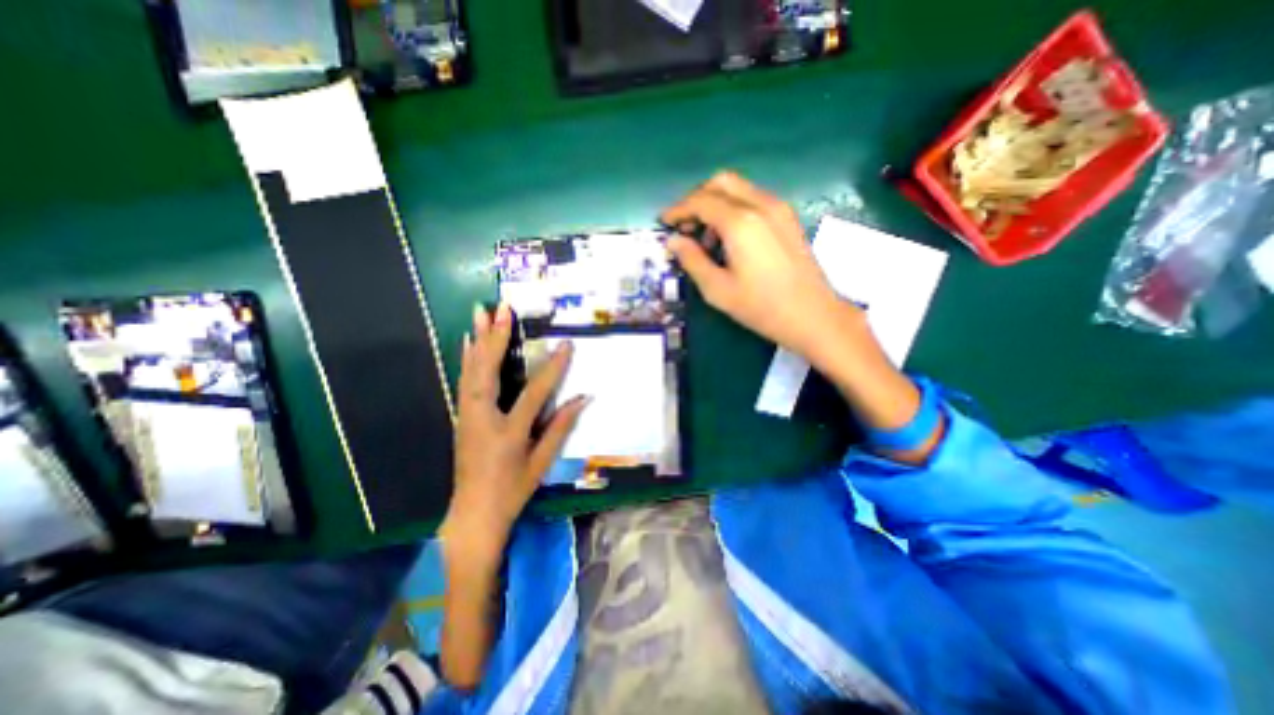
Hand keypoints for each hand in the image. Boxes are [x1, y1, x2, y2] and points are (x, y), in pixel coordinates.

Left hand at [442, 304, 590, 554]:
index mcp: (508, 433)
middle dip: (496, 337)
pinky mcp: (461, 416)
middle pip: (488, 372)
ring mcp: (466, 416)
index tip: (566, 344)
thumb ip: (560, 427)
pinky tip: (467, 341)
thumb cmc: (513, 491)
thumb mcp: (541, 463)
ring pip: (471, 371)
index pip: (534, 393)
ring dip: (478, 340)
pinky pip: (464, 381)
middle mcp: (482, 418)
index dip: (553, 368)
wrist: (473, 514)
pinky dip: (467, 358)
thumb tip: (583, 398)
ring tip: (480, 312)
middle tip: (501, 308)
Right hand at [662, 171, 858, 366]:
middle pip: (720, 182)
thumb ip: (692, 260)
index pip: (700, 201)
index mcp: (740, 222)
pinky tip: (729, 237)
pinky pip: (754, 199)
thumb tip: (673, 241)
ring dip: (715, 203)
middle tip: (684, 225)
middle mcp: (760, 204)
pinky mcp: (788, 217)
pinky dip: (734, 208)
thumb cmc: (761, 307)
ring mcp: (778, 208)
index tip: (663, 222)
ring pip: (738, 188)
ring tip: (705, 237)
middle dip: (696, 198)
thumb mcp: (717, 289)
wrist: (812, 316)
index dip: (678, 210)